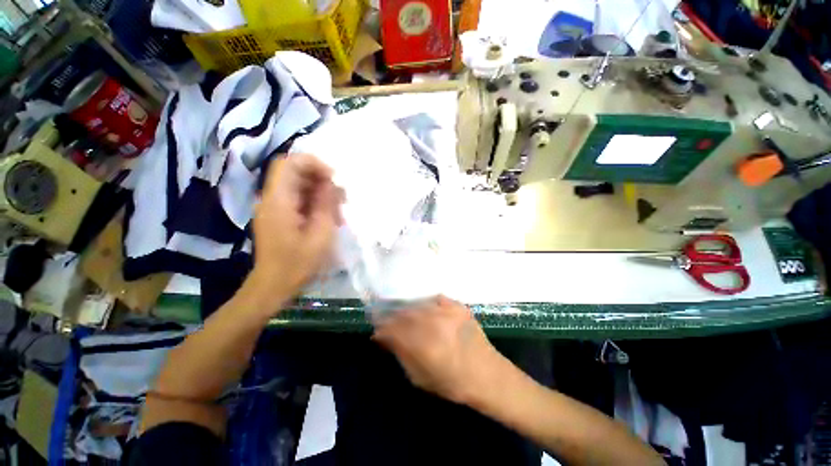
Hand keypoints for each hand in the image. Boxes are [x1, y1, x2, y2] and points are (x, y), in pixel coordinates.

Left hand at [248, 154, 342, 311]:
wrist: (273, 285)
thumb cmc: (298, 263)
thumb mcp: (320, 234)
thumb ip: (326, 204)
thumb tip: (331, 183)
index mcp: (278, 201)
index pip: (289, 164)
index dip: (312, 163)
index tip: (334, 177)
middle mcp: (272, 199)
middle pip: (294, 173)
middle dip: (320, 179)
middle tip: (340, 197)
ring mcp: (274, 207)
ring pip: (298, 186)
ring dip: (320, 192)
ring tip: (337, 210)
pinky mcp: (278, 215)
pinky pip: (298, 199)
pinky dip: (314, 203)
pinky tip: (327, 218)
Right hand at [372, 296, 504, 404]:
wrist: (487, 374)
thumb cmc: (452, 383)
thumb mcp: (419, 377)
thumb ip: (400, 354)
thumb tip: (383, 338)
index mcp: (423, 345)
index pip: (393, 328)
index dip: (382, 327)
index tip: (377, 329)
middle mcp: (434, 324)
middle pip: (404, 313)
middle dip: (392, 316)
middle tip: (387, 320)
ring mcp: (448, 312)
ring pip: (418, 304)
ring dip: (407, 309)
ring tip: (404, 314)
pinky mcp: (458, 306)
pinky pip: (435, 299)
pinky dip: (426, 303)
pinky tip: (424, 310)